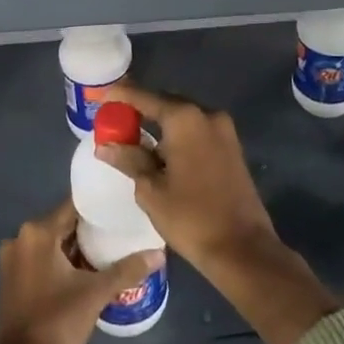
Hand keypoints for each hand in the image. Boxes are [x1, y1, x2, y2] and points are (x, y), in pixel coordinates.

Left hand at [0, 199, 162, 343]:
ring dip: (75, 247)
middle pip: (62, 224)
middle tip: (120, 229)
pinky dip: (61, 261)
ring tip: (108, 248)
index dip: (98, 206)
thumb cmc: (58, 323)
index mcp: (38, 233)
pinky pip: (41, 259)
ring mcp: (12, 260)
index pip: (73, 206)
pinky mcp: (11, 279)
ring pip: (52, 243)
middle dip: (89, 228)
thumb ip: (127, 269)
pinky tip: (86, 270)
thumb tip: (159, 253)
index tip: (120, 206)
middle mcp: (20, 238)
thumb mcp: (96, 294)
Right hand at [94, 82, 277, 267]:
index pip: (144, 97)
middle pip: (165, 102)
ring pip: (182, 117)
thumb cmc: (191, 217)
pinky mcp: (231, 146)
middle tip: (114, 120)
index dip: (120, 95)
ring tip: (132, 136)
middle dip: (139, 109)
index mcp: (184, 118)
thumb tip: (105, 146)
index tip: (100, 98)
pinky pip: (196, 130)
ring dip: (159, 123)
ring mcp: (223, 129)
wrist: (243, 248)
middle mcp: (206, 114)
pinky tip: (160, 151)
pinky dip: (176, 134)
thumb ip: (129, 159)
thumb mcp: (151, 190)